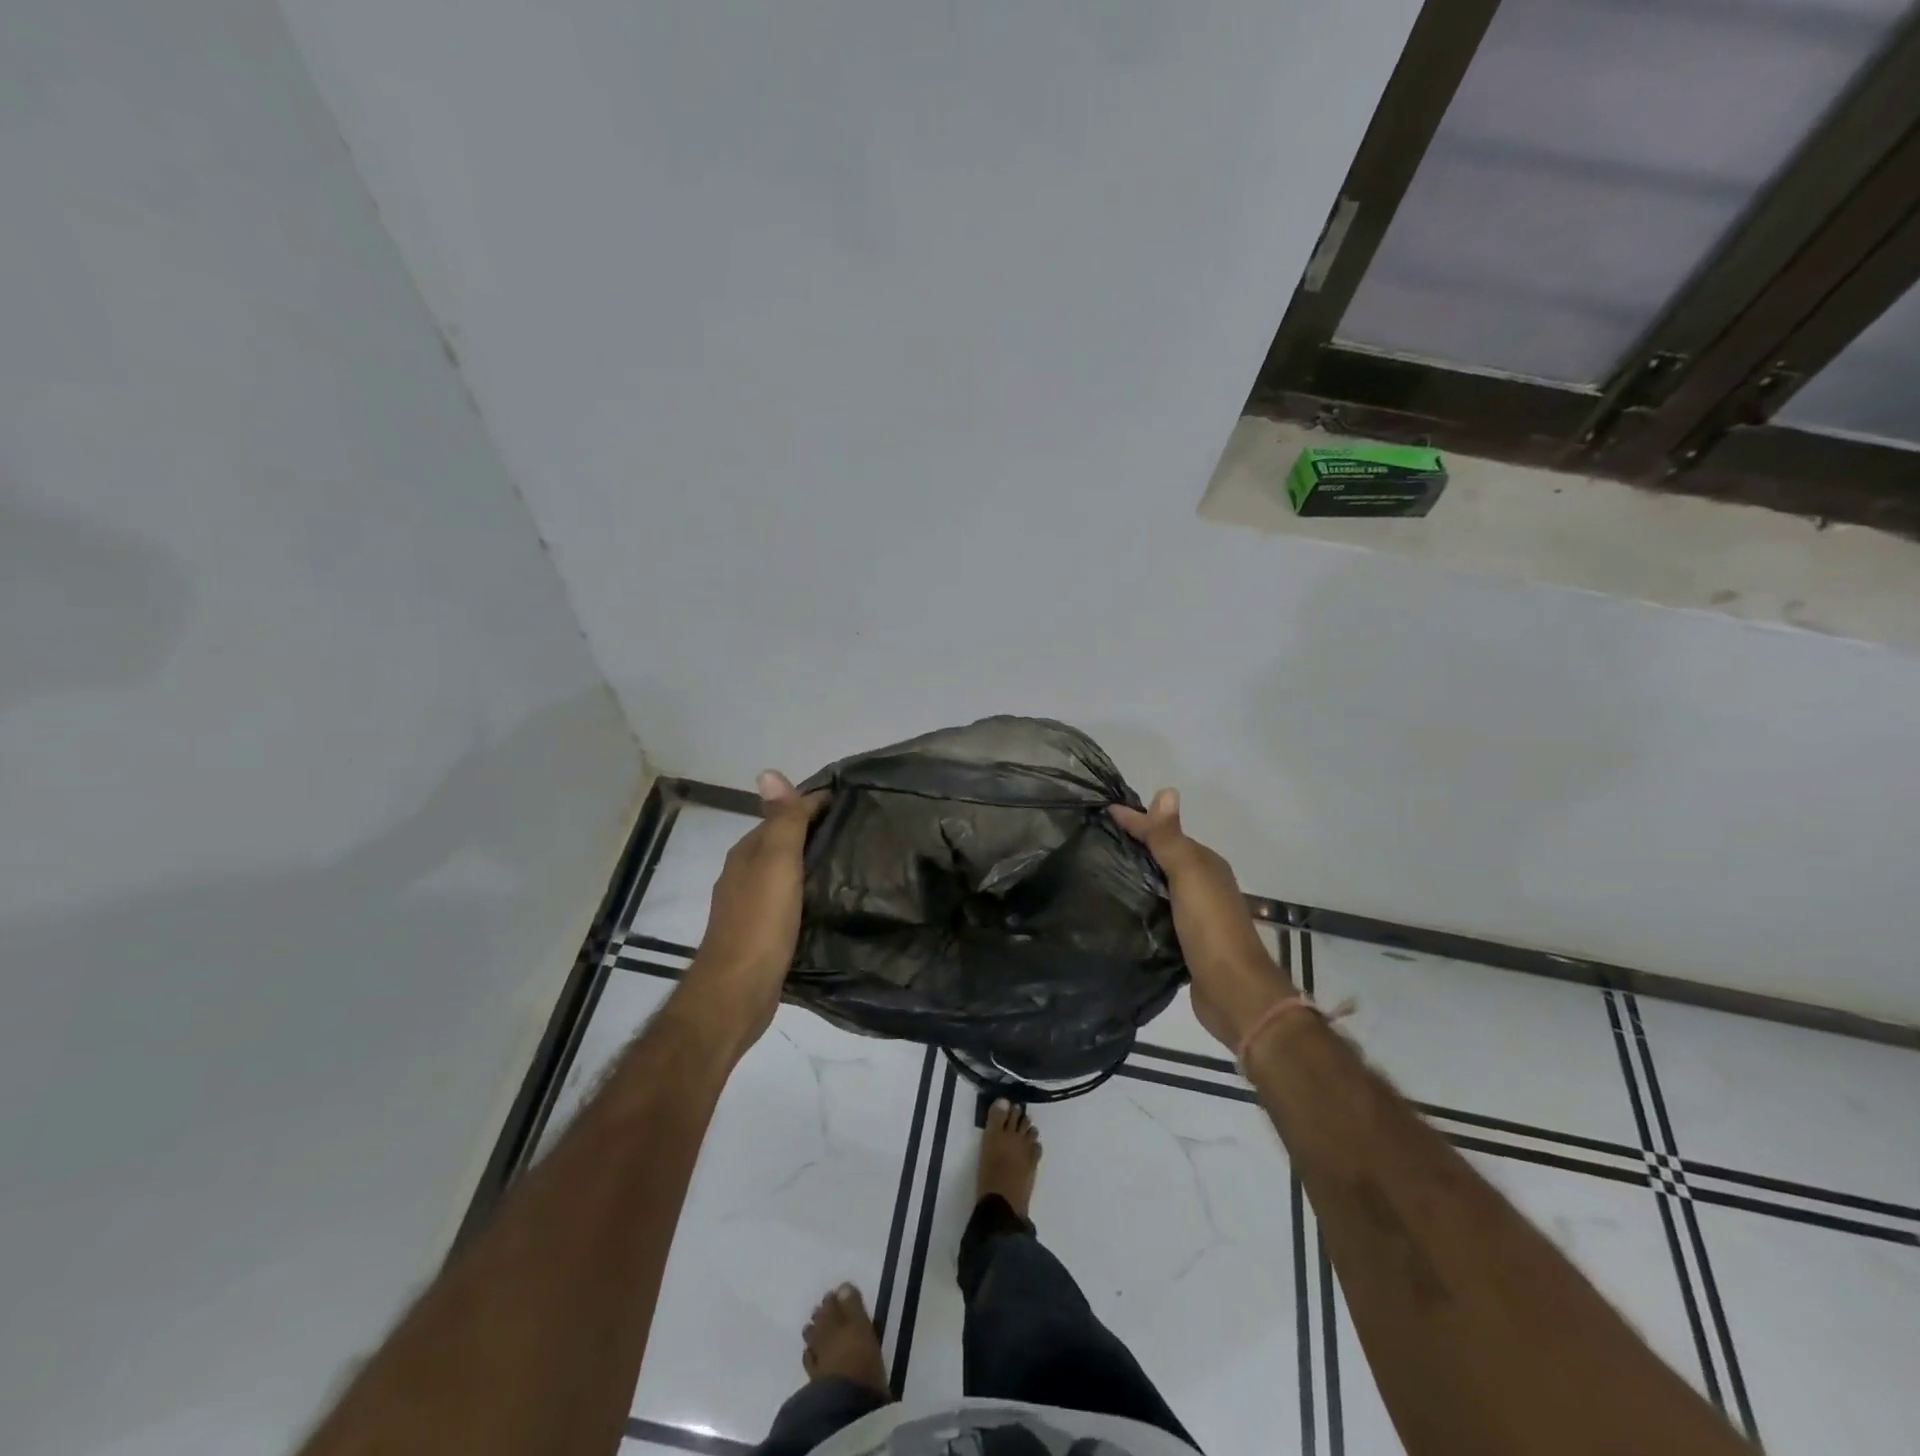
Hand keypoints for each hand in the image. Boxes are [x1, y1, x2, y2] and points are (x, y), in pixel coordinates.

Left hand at [669, 771, 827, 1064]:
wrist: (737, 992)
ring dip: (813, 863)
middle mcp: (745, 874)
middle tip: (862, 832)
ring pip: (787, 872)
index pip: (784, 815)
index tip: (856, 803)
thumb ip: (780, 821)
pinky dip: (809, 892)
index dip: (816, 804)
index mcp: (748, 853)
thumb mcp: (776, 864)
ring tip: (853, 864)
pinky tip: (830, 901)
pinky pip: (790, 900)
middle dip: (816, 832)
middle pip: (784, 842)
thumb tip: (770, 772)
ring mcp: (751, 905)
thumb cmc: (760, 923)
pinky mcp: (763, 933)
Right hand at [1111, 788, 1295, 1051]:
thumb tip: (1165, 790)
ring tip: (1098, 871)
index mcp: (1206, 864)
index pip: (1166, 832)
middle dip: (1135, 845)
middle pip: (1164, 857)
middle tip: (1093, 839)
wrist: (1233, 990)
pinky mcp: (1184, 941)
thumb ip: (1171, 838)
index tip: (1102, 812)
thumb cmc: (1210, 926)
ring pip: (1160, 884)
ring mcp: (1195, 915)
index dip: (1137, 821)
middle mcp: (1203, 885)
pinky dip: (1140, 903)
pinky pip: (1157, 911)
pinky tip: (1119, 907)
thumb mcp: (1188, 874)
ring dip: (1136, 875)